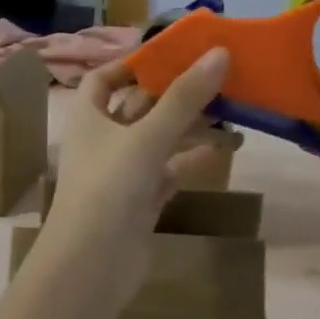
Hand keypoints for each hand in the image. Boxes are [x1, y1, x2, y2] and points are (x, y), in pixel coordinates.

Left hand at [37, 49, 230, 309]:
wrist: (92, 266)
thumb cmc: (109, 188)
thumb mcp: (147, 136)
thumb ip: (184, 97)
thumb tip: (219, 52)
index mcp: (89, 117)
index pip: (103, 79)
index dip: (131, 64)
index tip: (170, 53)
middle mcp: (103, 141)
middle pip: (139, 106)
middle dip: (174, 92)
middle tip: (216, 75)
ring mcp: (122, 173)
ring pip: (159, 139)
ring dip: (189, 125)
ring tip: (231, 108)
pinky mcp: (141, 201)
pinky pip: (170, 171)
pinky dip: (193, 159)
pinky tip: (225, 149)